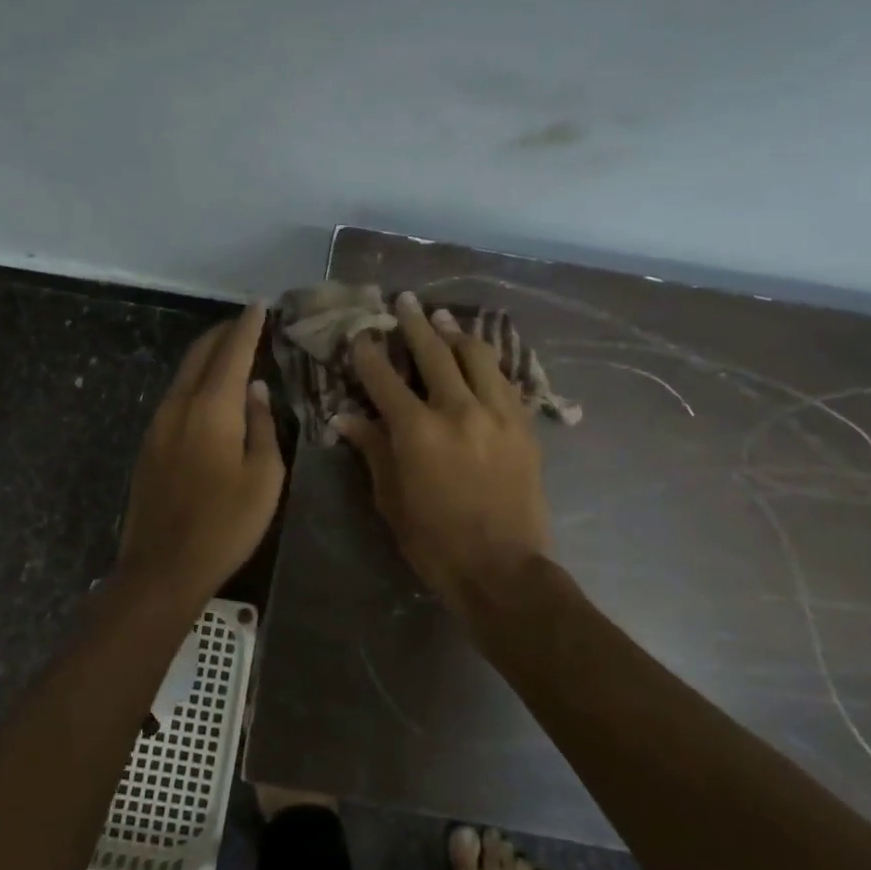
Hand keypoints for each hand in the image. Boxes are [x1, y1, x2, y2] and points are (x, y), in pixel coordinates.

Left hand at [116, 303, 284, 602]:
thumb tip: (257, 389)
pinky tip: (209, 392)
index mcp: (212, 408)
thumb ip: (262, 426)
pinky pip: (175, 396)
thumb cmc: (226, 524)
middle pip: (200, 354)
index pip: (232, 352)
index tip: (260, 304)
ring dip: (207, 356)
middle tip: (246, 323)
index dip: (247, 326)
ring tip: (231, 351)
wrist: (163, 567)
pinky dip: (196, 380)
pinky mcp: (149, 444)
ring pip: (184, 373)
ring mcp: (158, 424)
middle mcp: (179, 405)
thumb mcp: (264, 477)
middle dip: (223, 333)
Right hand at [335, 292, 552, 620]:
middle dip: (415, 324)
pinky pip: (505, 381)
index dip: (369, 353)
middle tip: (405, 301)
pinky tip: (481, 356)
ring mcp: (498, 414)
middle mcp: (458, 410)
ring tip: (443, 319)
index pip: (385, 378)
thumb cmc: (435, 542)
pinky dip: (488, 363)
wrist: (503, 569)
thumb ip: (372, 450)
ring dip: (456, 334)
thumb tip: (346, 417)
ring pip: (477, 357)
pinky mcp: (524, 426)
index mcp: (417, 430)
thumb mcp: (391, 499)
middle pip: (434, 353)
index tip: (361, 334)